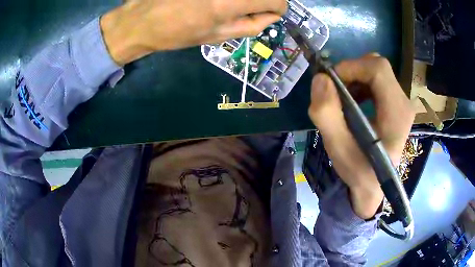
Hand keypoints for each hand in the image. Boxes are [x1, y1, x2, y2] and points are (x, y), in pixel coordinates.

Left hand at [100, 0, 286, 64]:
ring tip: (221, 6)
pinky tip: (207, 3)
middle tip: (242, 9)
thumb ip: (251, 26)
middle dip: (260, 1)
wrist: (140, 20)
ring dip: (243, 0)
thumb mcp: (216, 37)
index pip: (277, 0)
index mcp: (230, 3)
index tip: (265, 14)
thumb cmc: (176, 33)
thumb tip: (269, 15)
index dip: (275, 8)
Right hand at [308, 55, 414, 218]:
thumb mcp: (338, 149)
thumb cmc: (358, 172)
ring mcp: (402, 102)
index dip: (351, 67)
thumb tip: (321, 79)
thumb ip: (327, 114)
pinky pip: (377, 80)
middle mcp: (404, 103)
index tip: (331, 82)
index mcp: (397, 114)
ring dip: (355, 78)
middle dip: (351, 72)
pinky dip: (361, 84)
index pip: (378, 69)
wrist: (373, 186)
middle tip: (335, 91)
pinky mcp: (396, 104)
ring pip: (376, 71)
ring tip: (342, 99)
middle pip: (377, 66)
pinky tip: (353, 102)